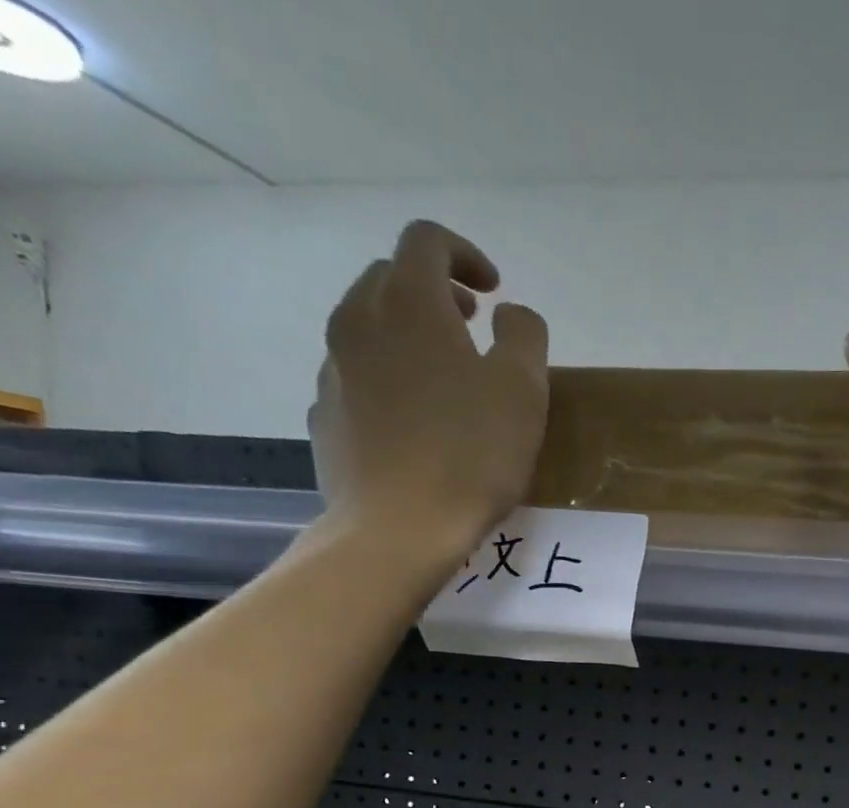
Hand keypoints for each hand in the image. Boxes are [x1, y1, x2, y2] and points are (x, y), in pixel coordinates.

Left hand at [309, 220, 549, 584]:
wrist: (398, 527)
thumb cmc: (471, 455)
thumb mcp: (523, 391)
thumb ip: (524, 336)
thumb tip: (510, 314)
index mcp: (410, 303)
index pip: (427, 240)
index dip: (465, 254)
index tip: (494, 291)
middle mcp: (358, 320)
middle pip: (390, 277)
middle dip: (434, 291)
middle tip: (471, 326)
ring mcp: (333, 368)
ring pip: (367, 326)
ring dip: (407, 334)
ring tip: (443, 377)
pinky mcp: (324, 414)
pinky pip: (355, 376)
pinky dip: (386, 378)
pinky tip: (414, 422)